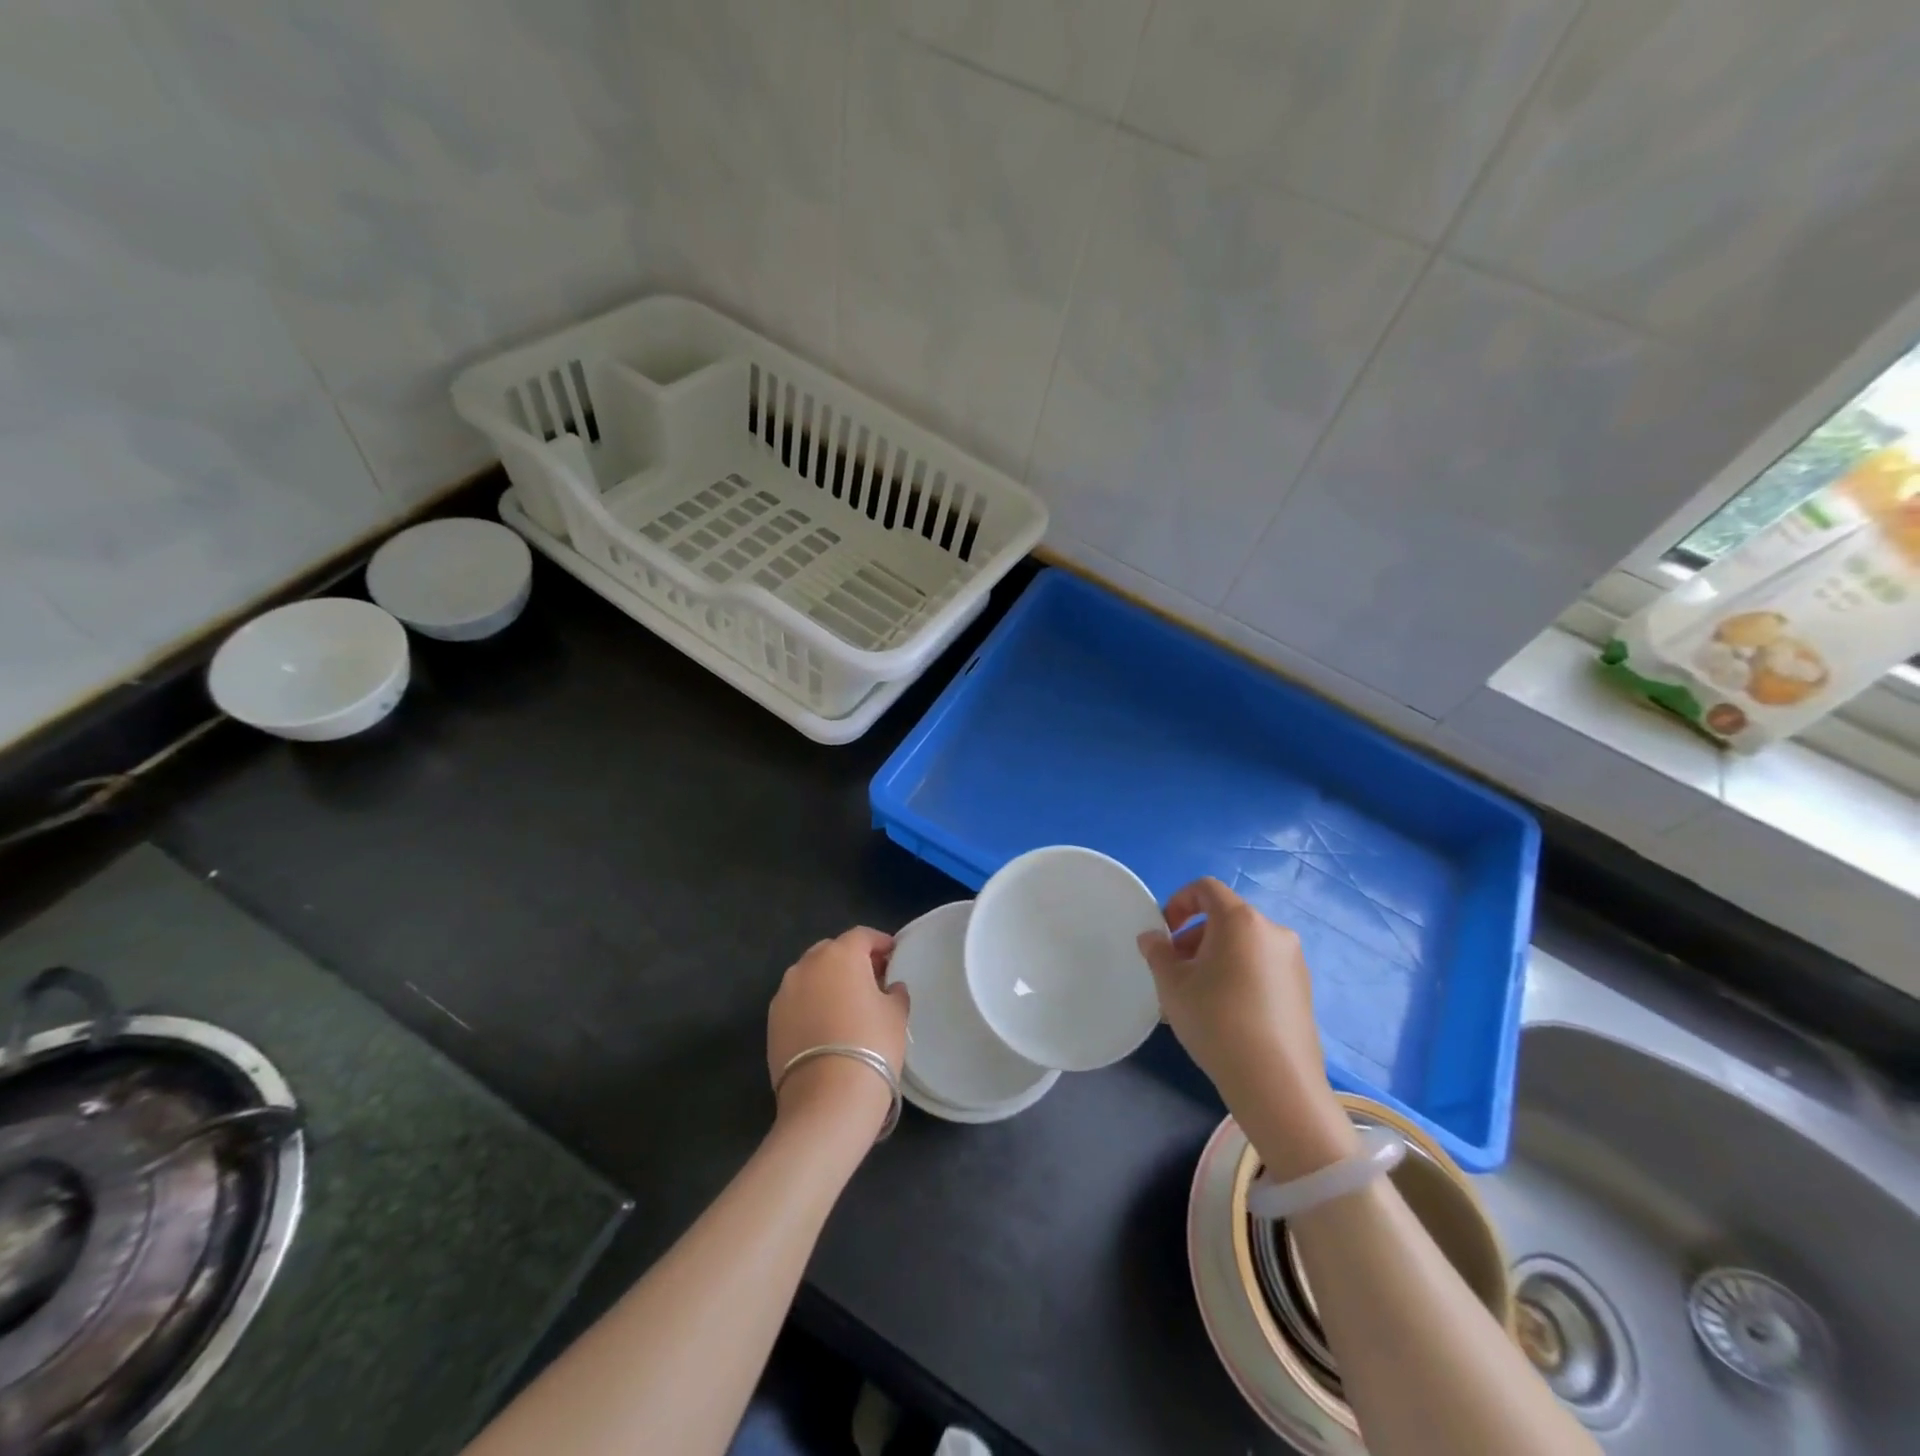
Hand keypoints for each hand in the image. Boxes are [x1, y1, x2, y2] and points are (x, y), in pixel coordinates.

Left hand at [767, 928, 908, 1139]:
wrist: (827, 1099)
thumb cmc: (871, 1045)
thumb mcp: (896, 1015)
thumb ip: (894, 992)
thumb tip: (890, 987)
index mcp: (840, 954)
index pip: (862, 936)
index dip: (880, 943)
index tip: (893, 955)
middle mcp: (807, 965)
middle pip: (832, 951)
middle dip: (851, 960)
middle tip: (871, 979)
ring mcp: (785, 993)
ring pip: (811, 975)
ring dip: (828, 982)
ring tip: (847, 1004)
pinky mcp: (772, 1021)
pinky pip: (797, 1001)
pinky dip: (812, 1004)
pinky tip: (826, 1025)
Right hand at [1138, 878, 1355, 1179]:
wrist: (1276, 1083)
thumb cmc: (1216, 1020)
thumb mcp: (1171, 984)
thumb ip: (1157, 952)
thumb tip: (1154, 937)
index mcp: (1241, 920)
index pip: (1206, 888)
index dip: (1178, 902)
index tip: (1164, 933)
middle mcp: (1273, 932)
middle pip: (1226, 918)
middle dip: (1194, 936)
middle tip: (1175, 970)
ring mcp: (1293, 962)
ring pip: (1244, 945)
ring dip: (1216, 957)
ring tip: (1197, 995)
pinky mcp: (1303, 991)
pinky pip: (1262, 968)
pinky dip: (1239, 975)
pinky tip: (1226, 1013)